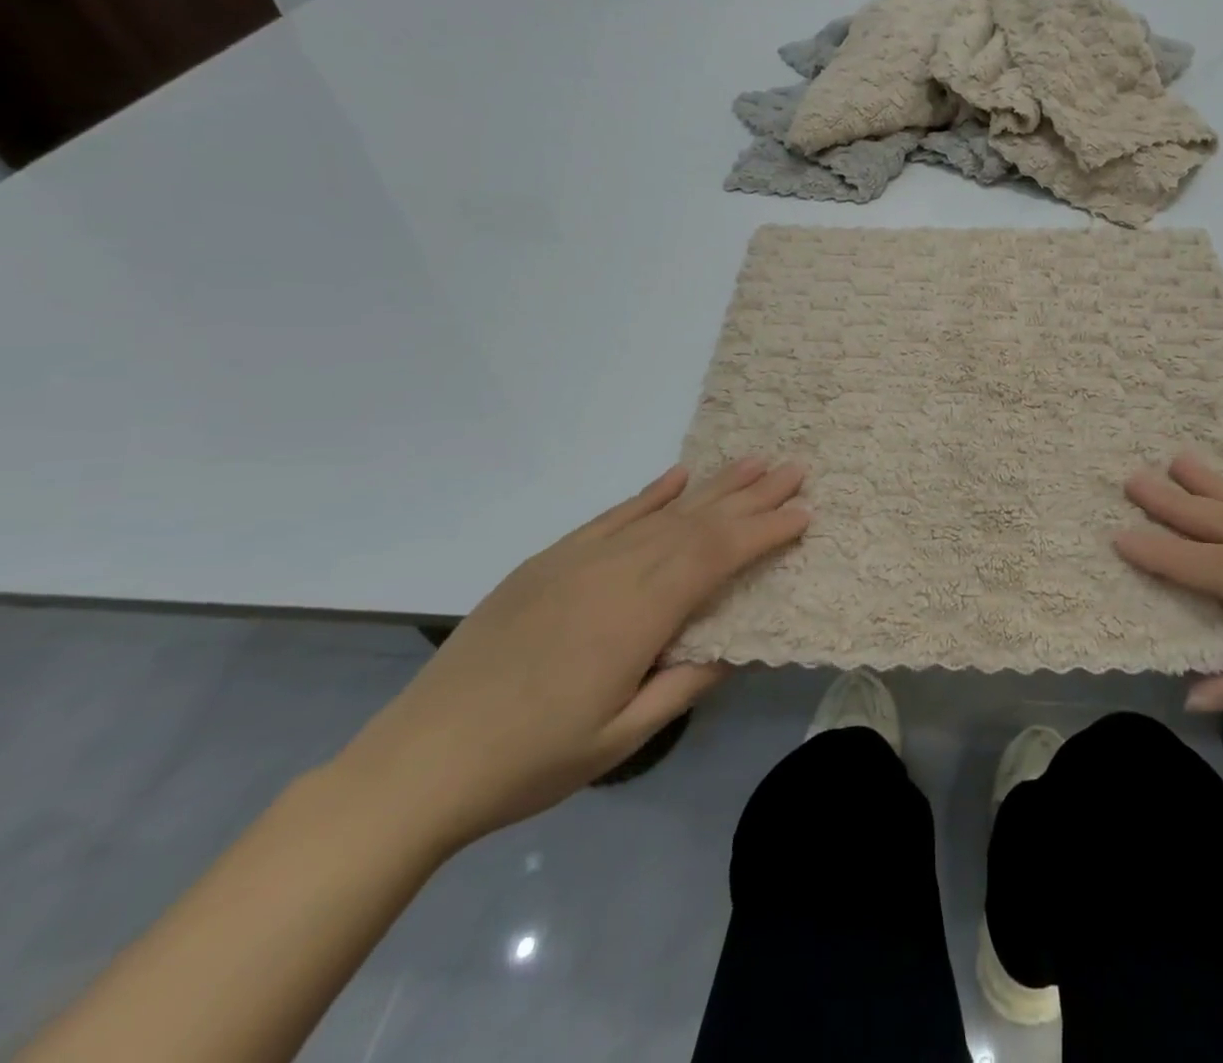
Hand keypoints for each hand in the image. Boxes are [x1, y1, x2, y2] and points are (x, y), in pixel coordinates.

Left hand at [334, 458, 808, 849]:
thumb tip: (735, 644)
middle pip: (697, 522)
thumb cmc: (531, 760)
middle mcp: (615, 570)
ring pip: (661, 512)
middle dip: (752, 495)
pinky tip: (677, 477)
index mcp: (638, 613)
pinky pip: (613, 516)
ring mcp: (579, 560)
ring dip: (712, 487)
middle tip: (796, 468)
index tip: (804, 513)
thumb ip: (685, 684)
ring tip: (753, 462)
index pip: (717, 556)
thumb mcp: (621, 739)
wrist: (418, 761)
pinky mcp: (550, 561)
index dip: (764, 531)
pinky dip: (650, 495)